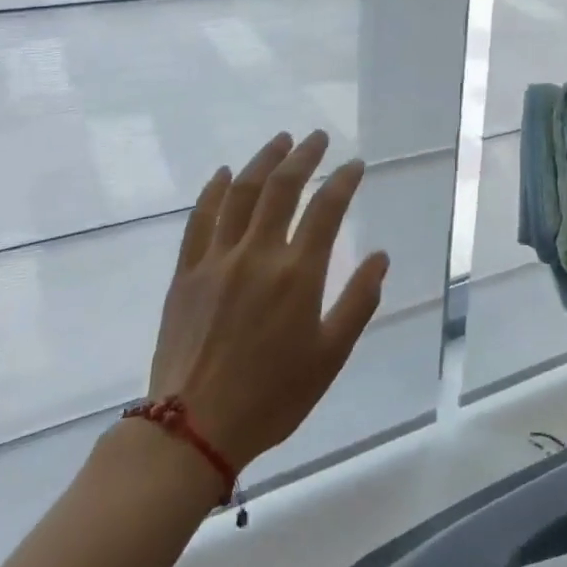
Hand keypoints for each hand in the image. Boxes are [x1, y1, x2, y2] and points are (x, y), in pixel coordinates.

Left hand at [149, 130, 386, 472]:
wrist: (192, 429)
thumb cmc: (272, 396)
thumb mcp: (331, 356)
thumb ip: (359, 301)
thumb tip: (381, 257)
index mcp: (298, 274)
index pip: (327, 209)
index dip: (344, 180)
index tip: (355, 164)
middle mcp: (257, 254)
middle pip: (282, 188)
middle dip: (303, 156)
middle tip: (317, 137)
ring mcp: (216, 260)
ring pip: (240, 194)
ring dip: (262, 161)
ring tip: (280, 141)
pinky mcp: (186, 274)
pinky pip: (199, 220)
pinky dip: (213, 192)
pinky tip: (223, 174)